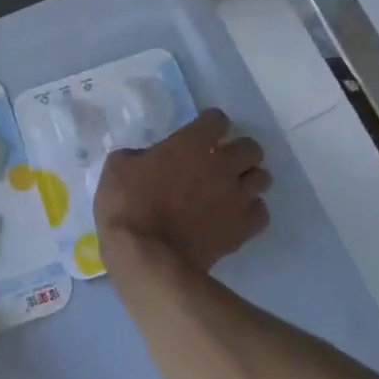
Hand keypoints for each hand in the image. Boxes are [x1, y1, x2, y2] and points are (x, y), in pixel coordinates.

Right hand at [95, 108, 270, 276]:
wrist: (148, 258)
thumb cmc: (127, 206)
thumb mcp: (116, 168)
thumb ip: (139, 155)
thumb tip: (148, 158)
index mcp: (191, 143)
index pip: (217, 120)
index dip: (209, 125)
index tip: (198, 135)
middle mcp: (222, 165)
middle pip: (251, 147)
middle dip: (237, 151)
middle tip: (218, 162)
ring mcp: (237, 198)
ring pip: (262, 178)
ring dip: (247, 179)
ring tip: (230, 189)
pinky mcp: (243, 229)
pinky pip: (261, 212)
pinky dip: (250, 211)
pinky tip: (233, 215)